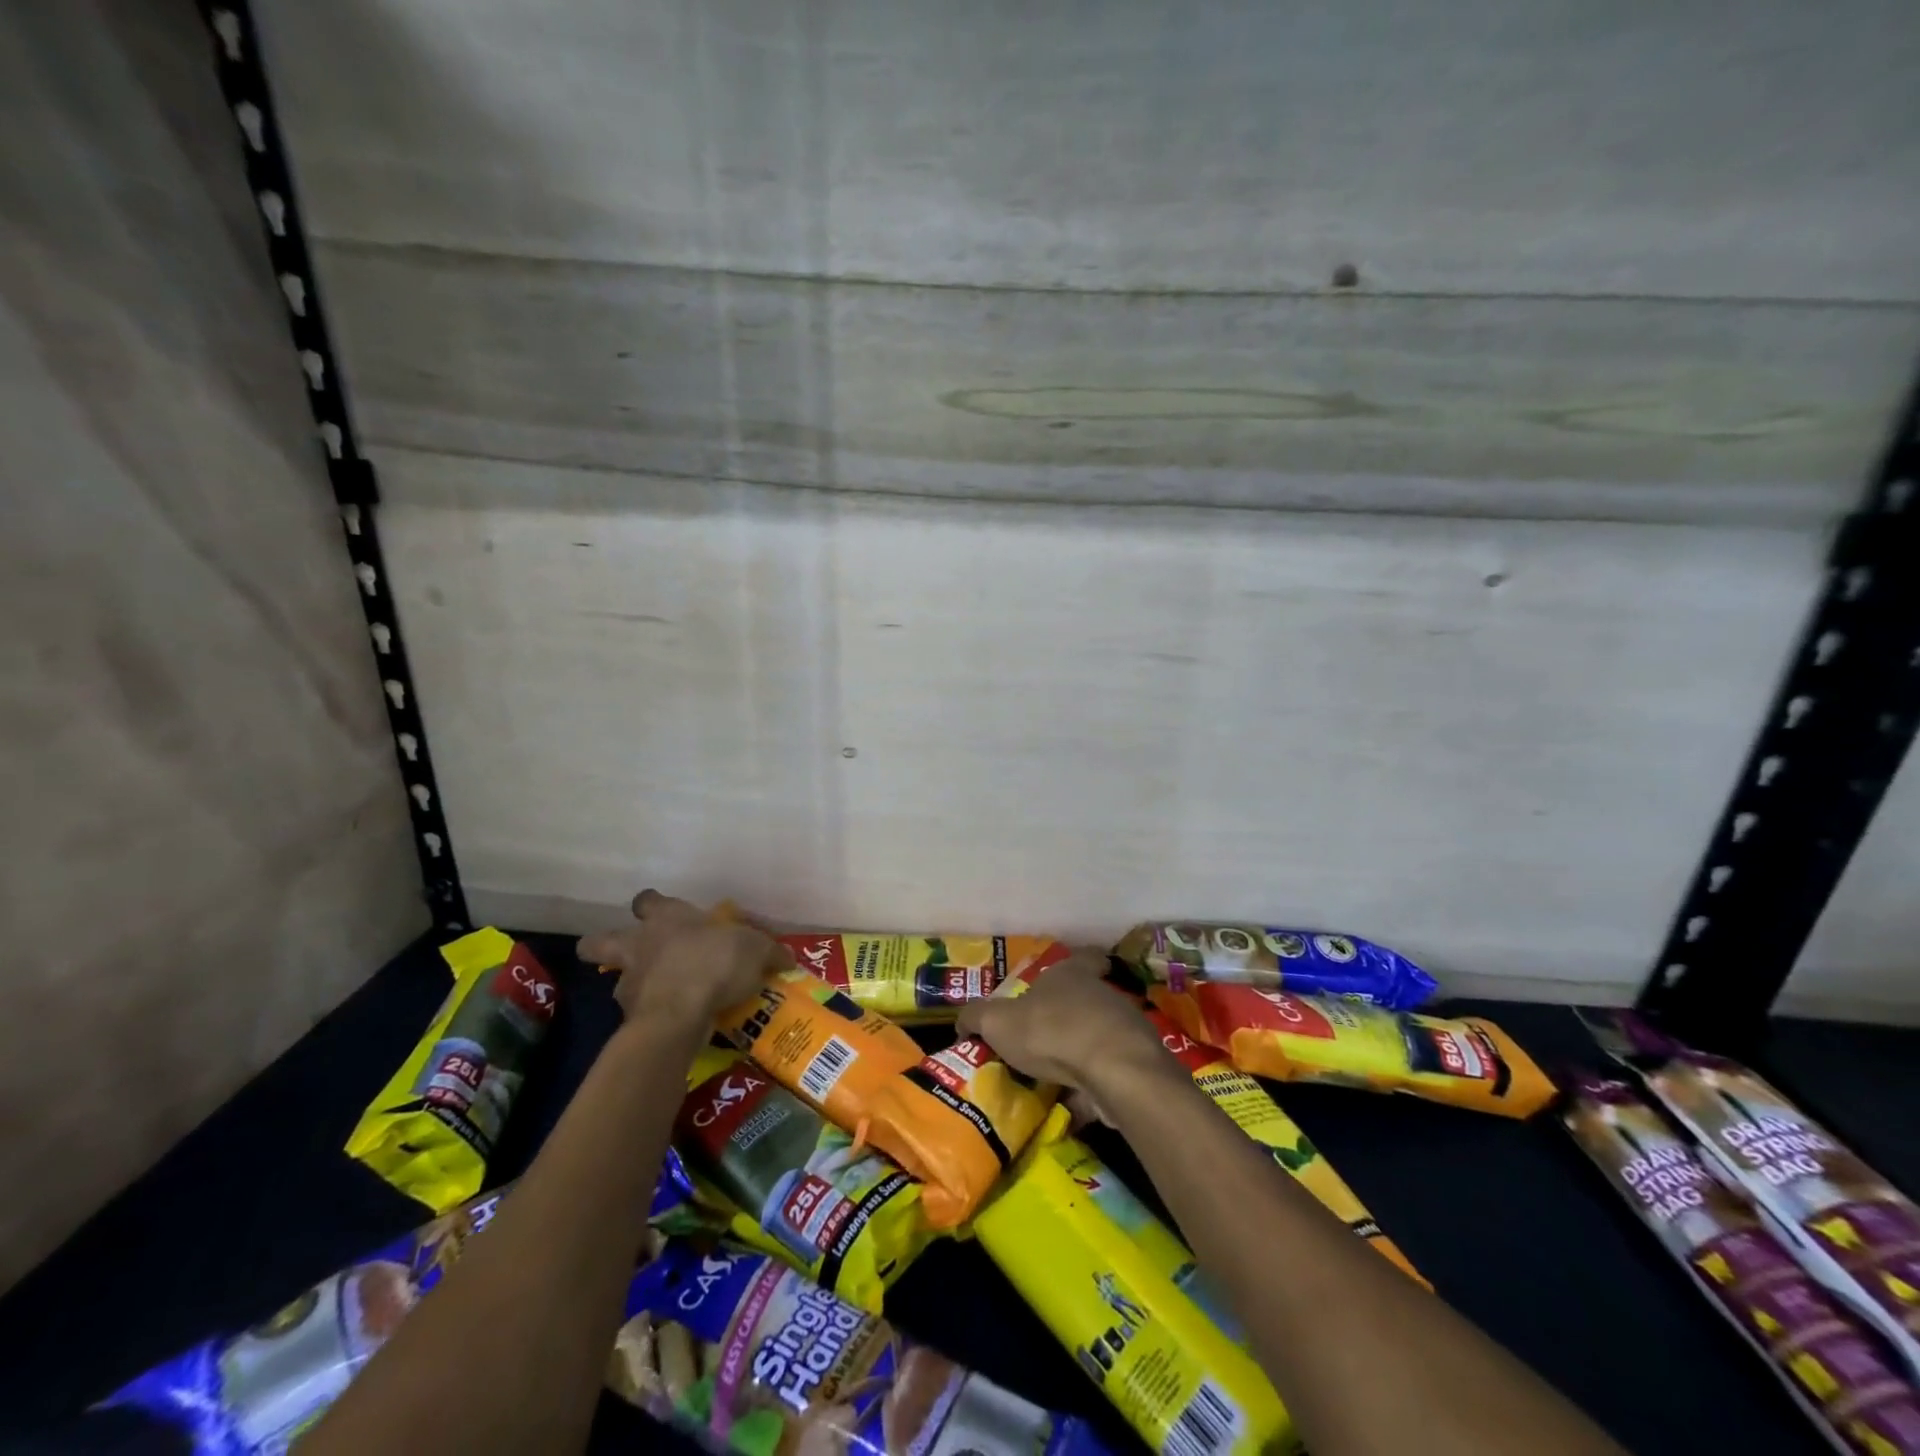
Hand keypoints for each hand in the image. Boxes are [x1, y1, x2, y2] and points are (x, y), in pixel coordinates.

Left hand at [577, 890, 785, 1028]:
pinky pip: (637, 1013)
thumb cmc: (715, 962)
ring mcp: (629, 982)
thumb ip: (770, 952)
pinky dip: (651, 1016)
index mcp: (667, 917)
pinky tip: (671, 1021)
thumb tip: (787, 957)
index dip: (652, 905)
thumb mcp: (756, 950)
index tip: (662, 912)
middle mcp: (639, 944)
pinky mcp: (630, 1017)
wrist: (680, 1012)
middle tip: (633, 955)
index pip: (648, 900)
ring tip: (659, 995)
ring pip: (616, 979)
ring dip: (634, 985)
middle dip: (603, 945)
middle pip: (600, 941)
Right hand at [956, 948, 1171, 1100]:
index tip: (1070, 976)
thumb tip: (961, 1023)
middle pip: (1087, 999)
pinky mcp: (1136, 1064)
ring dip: (1081, 1055)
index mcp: (1071, 974)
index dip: (1079, 962)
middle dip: (1068, 1018)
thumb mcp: (997, 1021)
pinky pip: (1110, 1074)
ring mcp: (1123, 1029)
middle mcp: (1100, 994)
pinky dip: (1094, 1089)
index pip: (1083, 957)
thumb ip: (976, 1018)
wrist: (1113, 1069)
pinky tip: (1075, 1107)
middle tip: (1043, 1041)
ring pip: (1100, 1037)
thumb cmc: (1051, 1030)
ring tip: (1055, 1080)